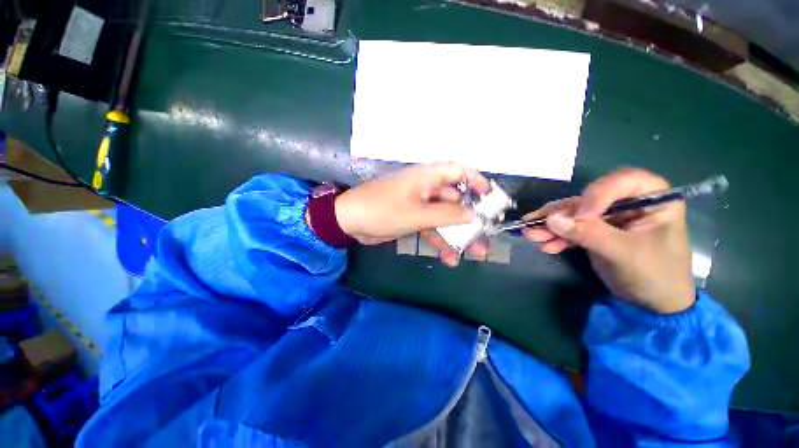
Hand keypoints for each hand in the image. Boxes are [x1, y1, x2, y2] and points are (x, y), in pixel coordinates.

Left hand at [334, 162, 489, 248]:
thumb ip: (446, 214)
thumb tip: (473, 215)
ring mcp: (420, 205)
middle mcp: (426, 188)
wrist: (350, 221)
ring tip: (476, 252)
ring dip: (459, 234)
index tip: (492, 198)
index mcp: (427, 177)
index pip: (458, 171)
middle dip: (472, 216)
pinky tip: (449, 259)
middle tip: (488, 233)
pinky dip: (440, 241)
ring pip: (445, 217)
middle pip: (456, 199)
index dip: (477, 181)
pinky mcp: (413, 219)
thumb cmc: (382, 210)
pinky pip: (432, 228)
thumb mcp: (416, 214)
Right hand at [521, 168, 694, 313]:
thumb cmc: (655, 276)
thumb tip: (550, 219)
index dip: (598, 193)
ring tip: (531, 235)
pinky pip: (572, 229)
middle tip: (534, 224)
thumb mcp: (624, 254)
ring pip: (575, 214)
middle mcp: (629, 203)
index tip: (580, 215)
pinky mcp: (595, 231)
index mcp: (652, 199)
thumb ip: (589, 234)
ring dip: (552, 226)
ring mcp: (609, 218)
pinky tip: (545, 245)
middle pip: (589, 199)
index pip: (623, 181)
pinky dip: (557, 237)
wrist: (652, 305)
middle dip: (561, 214)